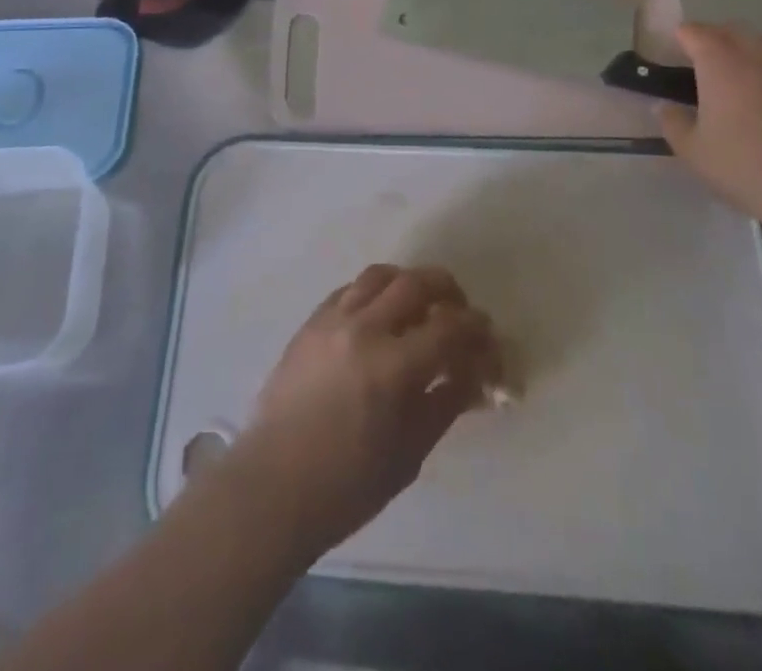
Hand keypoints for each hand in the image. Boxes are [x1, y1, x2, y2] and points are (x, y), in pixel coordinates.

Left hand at [217, 264, 500, 562]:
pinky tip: (379, 315)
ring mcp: (332, 319)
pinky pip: (349, 289)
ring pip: (380, 275)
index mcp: (393, 367)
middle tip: (458, 309)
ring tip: (419, 304)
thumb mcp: (410, 452)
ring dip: (408, 282)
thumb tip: (473, 373)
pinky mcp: (310, 322)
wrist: (274, 485)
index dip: (476, 328)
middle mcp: (364, 329)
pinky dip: (373, 292)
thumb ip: (445, 403)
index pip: (449, 327)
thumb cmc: (347, 484)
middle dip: (447, 289)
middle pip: (415, 282)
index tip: (486, 335)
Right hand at [656, 22, 761, 244]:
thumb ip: (673, 122)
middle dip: (713, 39)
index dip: (681, 38)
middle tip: (703, 62)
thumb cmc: (746, 168)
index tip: (673, 52)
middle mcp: (757, 56)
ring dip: (749, 49)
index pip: (695, 33)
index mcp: (720, 65)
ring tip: (742, 73)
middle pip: (731, 31)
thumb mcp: (693, 152)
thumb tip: (667, 106)